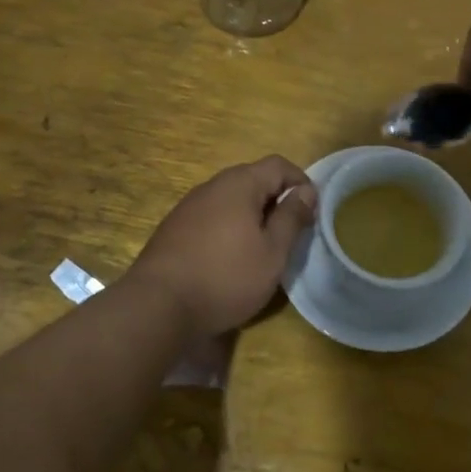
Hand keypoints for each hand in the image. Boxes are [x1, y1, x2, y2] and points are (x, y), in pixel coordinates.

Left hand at [127, 156, 317, 337]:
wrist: (158, 306)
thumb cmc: (226, 277)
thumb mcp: (272, 252)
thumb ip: (292, 218)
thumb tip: (307, 191)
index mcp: (239, 184)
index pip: (278, 165)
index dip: (301, 182)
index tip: (312, 211)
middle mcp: (211, 186)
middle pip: (253, 179)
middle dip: (276, 199)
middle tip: (290, 232)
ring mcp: (188, 206)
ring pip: (231, 199)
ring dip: (252, 215)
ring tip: (263, 247)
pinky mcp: (174, 228)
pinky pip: (212, 216)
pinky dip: (230, 227)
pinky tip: (230, 257)